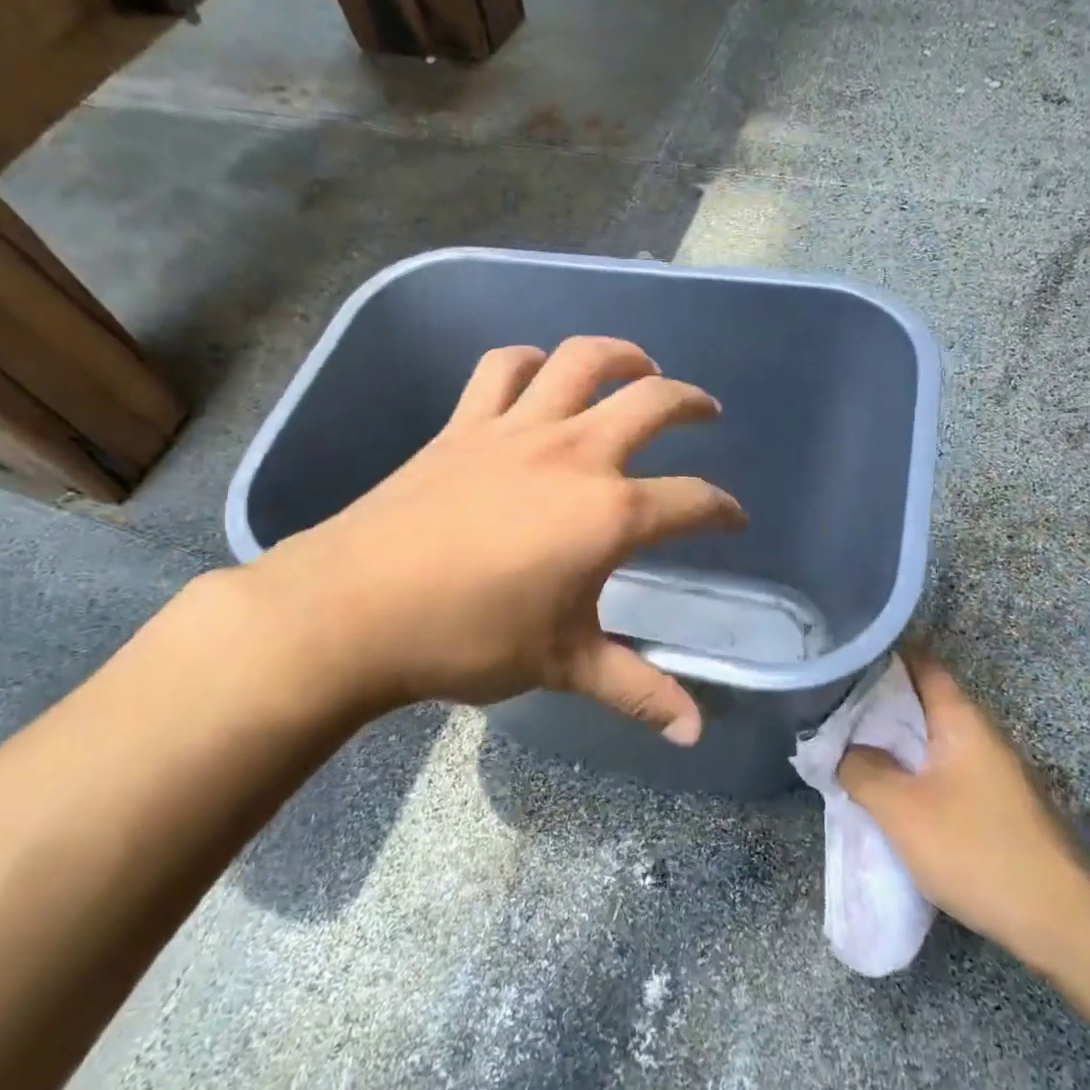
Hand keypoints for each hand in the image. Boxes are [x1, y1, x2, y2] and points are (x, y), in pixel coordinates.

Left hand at [230, 337, 746, 743]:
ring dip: (620, 355)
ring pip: (581, 362)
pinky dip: (528, 362)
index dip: (723, 510)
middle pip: (653, 403)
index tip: (733, 519)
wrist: (357, 610)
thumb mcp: (565, 665)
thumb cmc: (470, 639)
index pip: (691, 502)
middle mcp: (574, 455)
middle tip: (707, 412)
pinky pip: (502, 369)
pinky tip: (540, 372)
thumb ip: (637, 691)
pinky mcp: (465, 424)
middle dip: (692, 402)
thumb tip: (694, 733)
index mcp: (609, 514)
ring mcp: (517, 430)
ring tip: (640, 365)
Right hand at [839, 650, 1089, 968]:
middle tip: (835, 707)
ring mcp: (995, 768)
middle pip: (925, 699)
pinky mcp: (999, 802)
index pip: (921, 663)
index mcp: (962, 719)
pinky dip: (916, 768)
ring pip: (935, 738)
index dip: (883, 655)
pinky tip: (893, 789)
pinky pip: (947, 767)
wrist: (1060, 922)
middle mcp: (982, 733)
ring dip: (897, 740)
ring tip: (853, 747)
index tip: (845, 660)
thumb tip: (845, 750)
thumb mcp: (901, 811)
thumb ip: (863, 770)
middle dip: (881, 702)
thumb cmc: (976, 851)